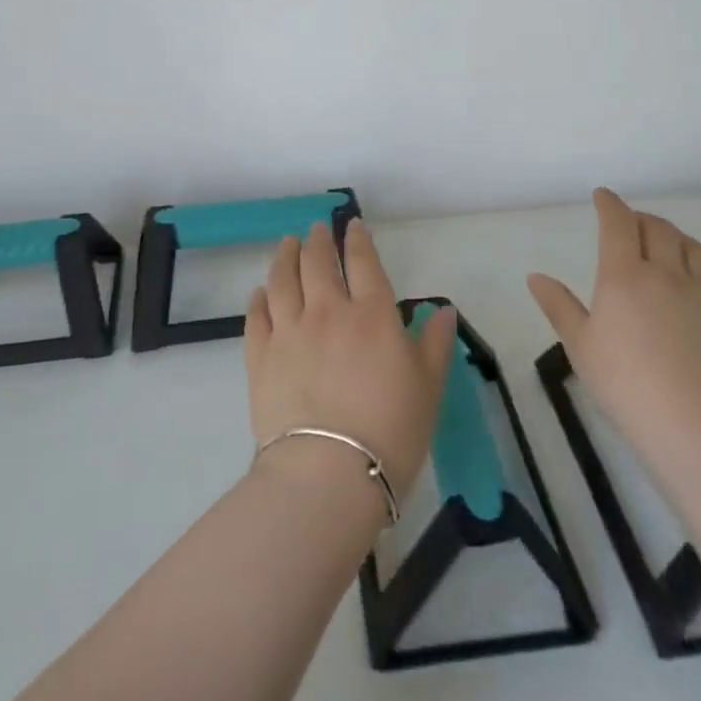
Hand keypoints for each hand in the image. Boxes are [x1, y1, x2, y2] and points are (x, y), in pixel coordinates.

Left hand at [244, 220, 458, 507]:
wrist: (328, 474)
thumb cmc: (390, 431)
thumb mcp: (428, 387)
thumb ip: (434, 343)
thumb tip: (444, 310)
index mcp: (372, 314)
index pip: (363, 262)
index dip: (358, 240)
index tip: (353, 226)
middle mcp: (328, 311)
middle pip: (318, 262)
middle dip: (318, 240)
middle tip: (317, 229)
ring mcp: (289, 331)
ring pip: (282, 279)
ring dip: (285, 257)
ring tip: (287, 245)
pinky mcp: (260, 356)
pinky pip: (257, 316)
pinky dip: (259, 298)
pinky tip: (260, 292)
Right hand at [528, 188, 700, 492]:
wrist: (694, 427)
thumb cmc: (624, 384)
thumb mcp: (580, 346)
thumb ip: (559, 306)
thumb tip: (535, 276)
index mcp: (625, 276)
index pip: (618, 225)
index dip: (610, 205)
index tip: (603, 196)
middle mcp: (667, 275)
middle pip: (659, 230)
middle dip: (642, 219)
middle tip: (631, 221)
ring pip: (696, 251)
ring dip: (680, 237)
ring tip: (670, 240)